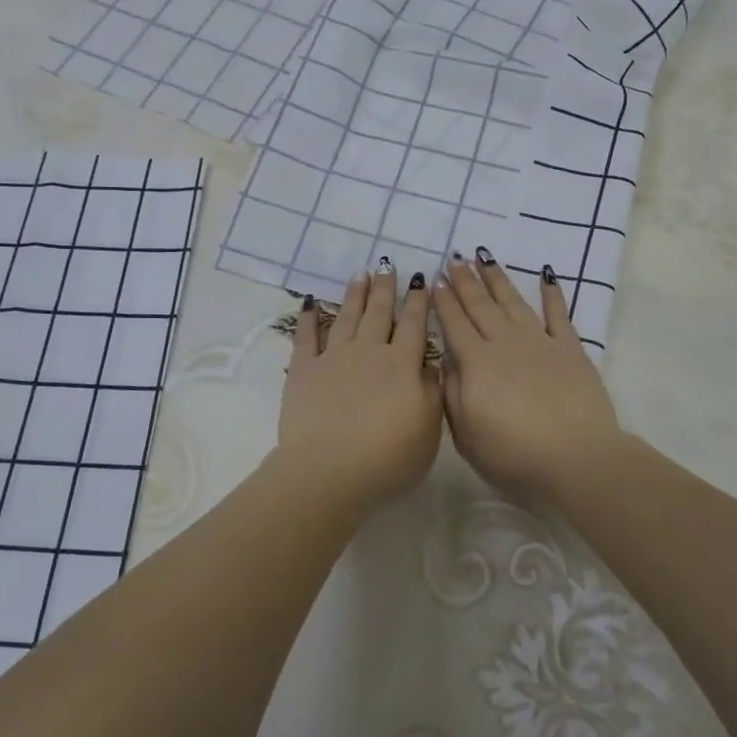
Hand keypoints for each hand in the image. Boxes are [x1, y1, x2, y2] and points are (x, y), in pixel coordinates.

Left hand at [277, 261, 442, 506]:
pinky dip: (308, 317)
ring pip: (346, 317)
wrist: (330, 471)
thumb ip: (433, 392)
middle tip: (388, 265)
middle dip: (386, 288)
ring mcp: (333, 358)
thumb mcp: (428, 429)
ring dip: (354, 294)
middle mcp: (368, 352)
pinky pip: (306, 336)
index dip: (418, 302)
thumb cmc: (388, 458)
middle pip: (379, 313)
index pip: (413, 326)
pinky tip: (310, 301)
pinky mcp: (304, 370)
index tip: (422, 279)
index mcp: (401, 365)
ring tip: (360, 274)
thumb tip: (433, 364)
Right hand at [433, 251, 624, 503]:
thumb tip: (446, 357)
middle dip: (465, 281)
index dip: (443, 301)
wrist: (576, 459)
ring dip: (497, 279)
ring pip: (514, 302)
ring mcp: (540, 343)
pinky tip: (547, 275)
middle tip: (455, 258)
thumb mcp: (466, 433)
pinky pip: (559, 315)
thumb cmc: (513, 455)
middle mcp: (505, 344)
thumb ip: (453, 392)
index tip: (435, 279)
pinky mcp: (571, 350)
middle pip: (481, 306)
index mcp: (476, 363)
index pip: (454, 324)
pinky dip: (552, 294)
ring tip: (485, 256)